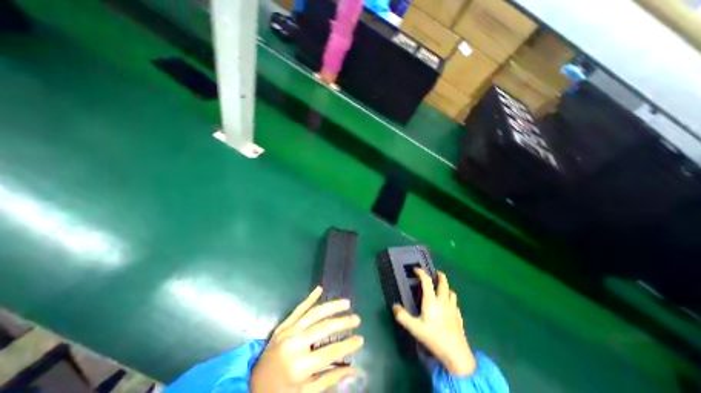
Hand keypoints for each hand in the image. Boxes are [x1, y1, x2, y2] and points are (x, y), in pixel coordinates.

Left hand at [251, 285, 360, 392]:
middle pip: (324, 328)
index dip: (348, 345)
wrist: (252, 385)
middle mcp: (294, 343)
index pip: (331, 351)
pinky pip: (298, 309)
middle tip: (357, 319)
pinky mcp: (283, 325)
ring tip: (346, 303)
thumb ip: (330, 380)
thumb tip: (354, 370)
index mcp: (300, 366)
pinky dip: (309, 298)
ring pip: (314, 313)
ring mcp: (288, 331)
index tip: (361, 339)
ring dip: (331, 306)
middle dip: (343, 322)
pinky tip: (319, 289)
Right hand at [393, 268, 476, 375]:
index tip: (416, 270)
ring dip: (446, 286)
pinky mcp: (459, 316)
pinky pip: (455, 302)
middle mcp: (443, 301)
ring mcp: (453, 308)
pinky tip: (448, 304)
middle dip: (439, 275)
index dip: (421, 272)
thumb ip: (402, 316)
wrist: (456, 355)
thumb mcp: (414, 328)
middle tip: (434, 273)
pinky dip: (451, 299)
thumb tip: (394, 306)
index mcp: (431, 300)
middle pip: (443, 282)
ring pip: (451, 291)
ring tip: (441, 287)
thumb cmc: (434, 338)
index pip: (426, 281)